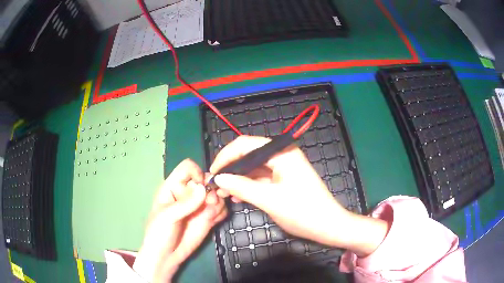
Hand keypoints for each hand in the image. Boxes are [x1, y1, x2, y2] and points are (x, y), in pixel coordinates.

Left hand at [133, 159, 226, 282]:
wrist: (166, 256)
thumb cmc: (159, 233)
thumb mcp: (167, 217)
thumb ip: (185, 203)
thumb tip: (204, 188)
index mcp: (173, 187)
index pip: (188, 168)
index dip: (197, 173)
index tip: (201, 187)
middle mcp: (188, 194)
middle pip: (206, 180)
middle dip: (212, 189)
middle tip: (211, 202)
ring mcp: (199, 206)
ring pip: (217, 194)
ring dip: (218, 202)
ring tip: (210, 215)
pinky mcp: (208, 218)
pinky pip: (221, 209)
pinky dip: (221, 212)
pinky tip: (213, 220)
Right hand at [210, 136, 388, 256]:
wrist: (327, 225)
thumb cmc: (302, 211)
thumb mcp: (268, 199)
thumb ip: (241, 186)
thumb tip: (218, 178)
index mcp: (281, 152)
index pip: (246, 144)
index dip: (226, 156)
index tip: (213, 172)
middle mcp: (282, 155)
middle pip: (249, 155)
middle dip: (231, 169)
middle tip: (215, 185)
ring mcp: (284, 167)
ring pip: (254, 168)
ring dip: (238, 179)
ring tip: (223, 193)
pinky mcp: (284, 179)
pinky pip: (261, 178)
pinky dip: (248, 186)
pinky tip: (237, 196)